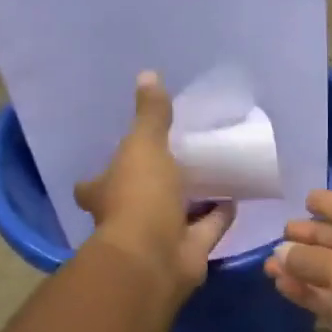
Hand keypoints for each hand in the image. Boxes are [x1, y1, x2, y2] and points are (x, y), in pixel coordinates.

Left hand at [75, 72, 234, 297]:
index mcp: (105, 193)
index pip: (95, 183)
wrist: (156, 256)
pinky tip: (235, 197)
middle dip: (154, 185)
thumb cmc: (139, 197)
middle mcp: (127, 217)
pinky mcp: (189, 251)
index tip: (123, 156)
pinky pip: (207, 229)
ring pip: (176, 214)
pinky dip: (219, 215)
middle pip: (138, 199)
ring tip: (213, 174)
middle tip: (178, 161)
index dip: (105, 172)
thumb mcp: (143, 146)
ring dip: (192, 200)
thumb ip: (151, 116)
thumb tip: (149, 74)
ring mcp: (159, 237)